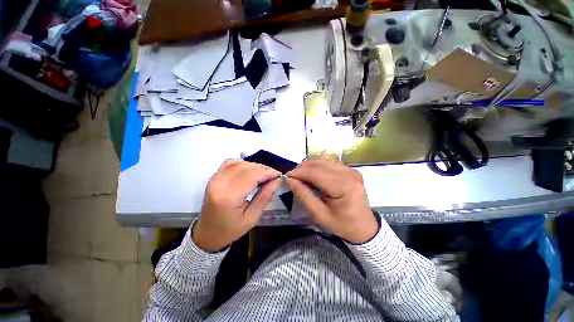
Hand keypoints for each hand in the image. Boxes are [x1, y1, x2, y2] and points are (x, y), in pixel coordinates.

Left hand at [193, 160, 280, 251]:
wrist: (207, 233)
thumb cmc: (230, 230)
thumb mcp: (252, 218)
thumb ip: (265, 197)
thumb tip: (276, 181)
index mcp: (229, 197)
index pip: (252, 176)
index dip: (267, 172)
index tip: (279, 175)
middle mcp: (220, 183)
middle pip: (246, 167)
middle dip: (263, 168)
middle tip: (274, 175)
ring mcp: (215, 178)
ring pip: (239, 163)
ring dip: (255, 166)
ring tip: (264, 173)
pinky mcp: (214, 177)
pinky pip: (230, 163)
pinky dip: (243, 163)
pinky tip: (250, 170)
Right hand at [285, 159, 377, 243]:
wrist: (364, 228)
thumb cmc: (342, 225)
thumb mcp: (319, 215)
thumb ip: (304, 195)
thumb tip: (289, 180)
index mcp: (344, 187)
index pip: (316, 173)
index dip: (299, 172)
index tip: (286, 176)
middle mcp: (349, 174)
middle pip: (319, 164)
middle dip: (302, 168)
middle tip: (292, 177)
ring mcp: (351, 170)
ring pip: (323, 161)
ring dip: (309, 167)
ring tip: (300, 176)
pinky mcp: (350, 170)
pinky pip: (329, 164)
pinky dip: (317, 167)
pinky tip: (312, 175)